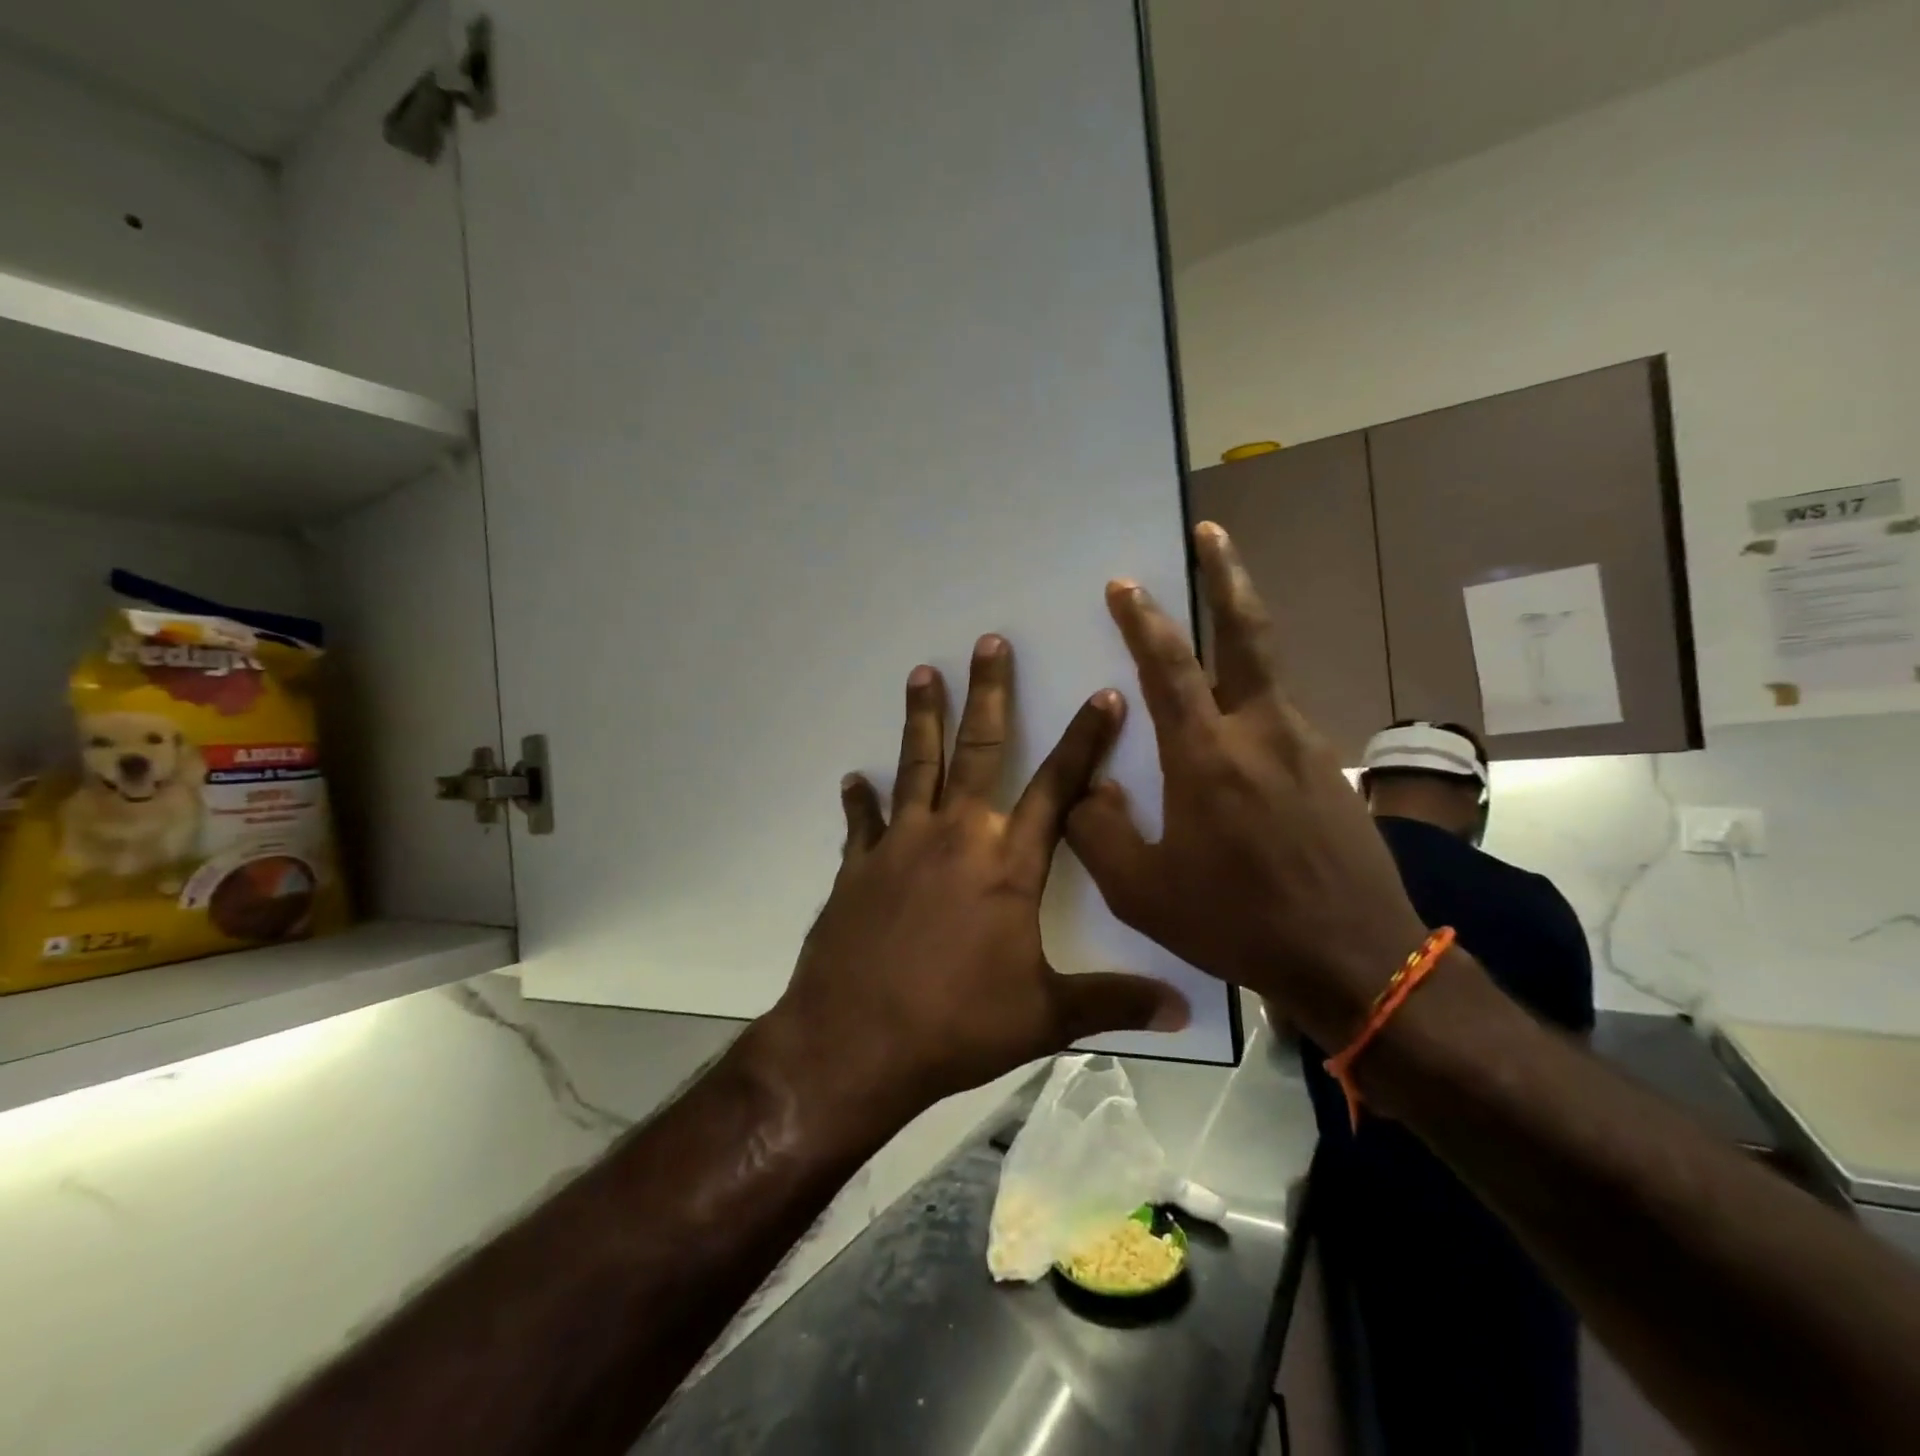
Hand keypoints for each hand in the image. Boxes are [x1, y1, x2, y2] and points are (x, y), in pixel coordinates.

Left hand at [757, 635, 1189, 1122]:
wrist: (856, 1042)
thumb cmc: (957, 1025)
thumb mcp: (1045, 1017)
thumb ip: (1113, 1003)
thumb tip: (1185, 1012)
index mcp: (1009, 864)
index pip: (1059, 787)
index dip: (1085, 740)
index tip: (1102, 695)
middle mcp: (956, 836)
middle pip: (980, 750)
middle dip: (989, 693)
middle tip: (988, 641)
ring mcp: (901, 845)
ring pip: (916, 765)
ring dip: (922, 718)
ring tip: (922, 673)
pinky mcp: (858, 867)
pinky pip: (862, 822)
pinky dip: (860, 800)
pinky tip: (854, 778)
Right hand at [1066, 523, 1428, 1048]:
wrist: (1356, 959)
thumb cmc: (1236, 922)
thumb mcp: (1141, 891)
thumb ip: (1098, 831)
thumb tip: (1088, 788)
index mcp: (1206, 755)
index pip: (1168, 665)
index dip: (1142, 619)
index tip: (1125, 583)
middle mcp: (1261, 731)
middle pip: (1246, 632)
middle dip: (1225, 574)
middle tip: (1211, 531)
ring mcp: (1306, 745)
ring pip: (1267, 673)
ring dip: (1239, 637)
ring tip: (1210, 628)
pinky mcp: (1331, 769)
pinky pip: (1280, 718)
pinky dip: (1253, 701)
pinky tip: (1237, 735)